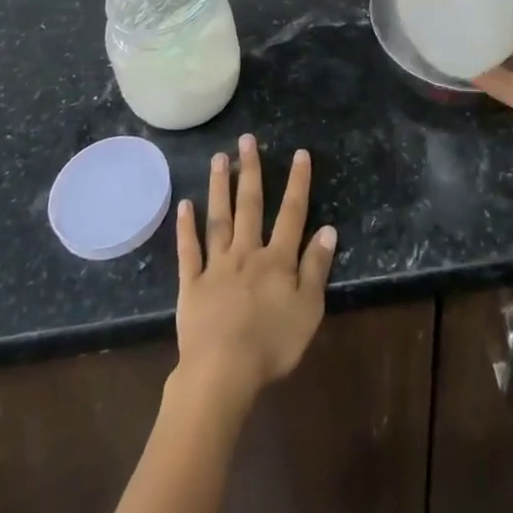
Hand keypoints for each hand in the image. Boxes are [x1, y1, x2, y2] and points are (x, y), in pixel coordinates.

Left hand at [173, 135, 337, 409]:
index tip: (299, 153)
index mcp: (277, 259)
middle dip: (250, 170)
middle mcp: (247, 252)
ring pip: (219, 219)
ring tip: (218, 158)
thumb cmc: (272, 344)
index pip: (292, 213)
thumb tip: (328, 228)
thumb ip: (317, 267)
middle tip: (247, 139)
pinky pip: (189, 251)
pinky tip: (184, 205)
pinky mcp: (192, 286)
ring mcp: (217, 266)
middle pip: (250, 205)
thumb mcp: (308, 309)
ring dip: (219, 187)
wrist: (222, 372)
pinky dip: (186, 228)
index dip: (297, 183)